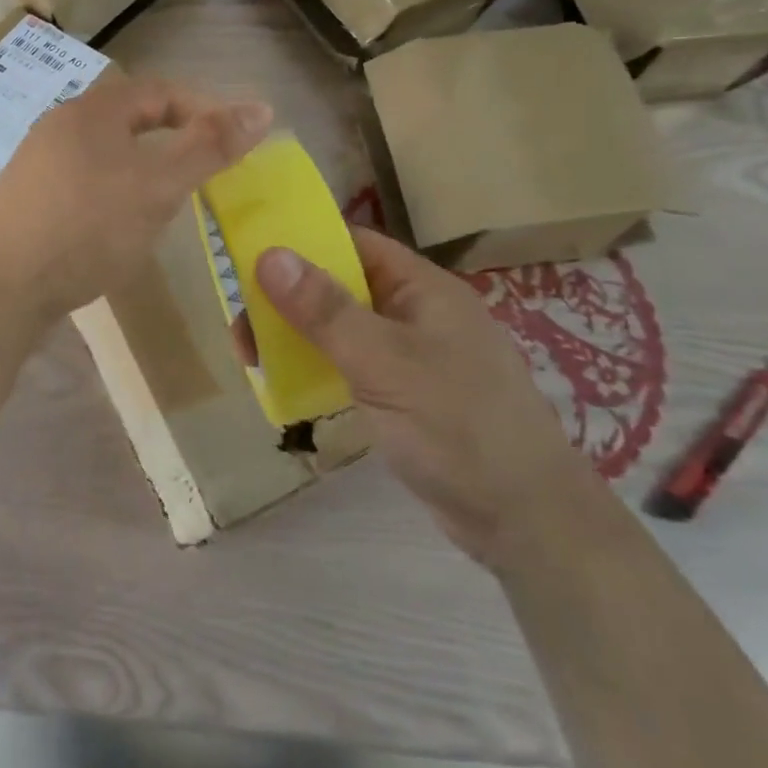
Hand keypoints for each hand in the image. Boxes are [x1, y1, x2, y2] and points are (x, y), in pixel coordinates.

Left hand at [0, 76, 272, 318]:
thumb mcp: (158, 185)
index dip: (205, 110)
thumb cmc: (87, 226)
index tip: (235, 142)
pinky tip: (116, 229)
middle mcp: (61, 125)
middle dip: (173, 141)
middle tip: (203, 174)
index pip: (161, 91)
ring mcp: (37, 162)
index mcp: (94, 109)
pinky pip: (83, 182)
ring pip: (107, 153)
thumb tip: (261, 107)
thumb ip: (210, 146)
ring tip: (166, 204)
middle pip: (132, 120)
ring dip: (143, 170)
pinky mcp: (27, 199)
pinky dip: (113, 194)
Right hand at [255, 228, 598, 567]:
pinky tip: (288, 385)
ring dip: (297, 336)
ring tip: (253, 358)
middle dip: (288, 299)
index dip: (302, 244)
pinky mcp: (406, 396)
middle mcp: (416, 313)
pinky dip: (317, 367)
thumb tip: (268, 254)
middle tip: (241, 327)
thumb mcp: (384, 363)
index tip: (247, 260)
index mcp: (422, 289)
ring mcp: (412, 356)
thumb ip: (325, 310)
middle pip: (340, 287)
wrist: (527, 522)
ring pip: (341, 328)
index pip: (353, 244)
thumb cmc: (457, 426)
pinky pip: (350, 365)